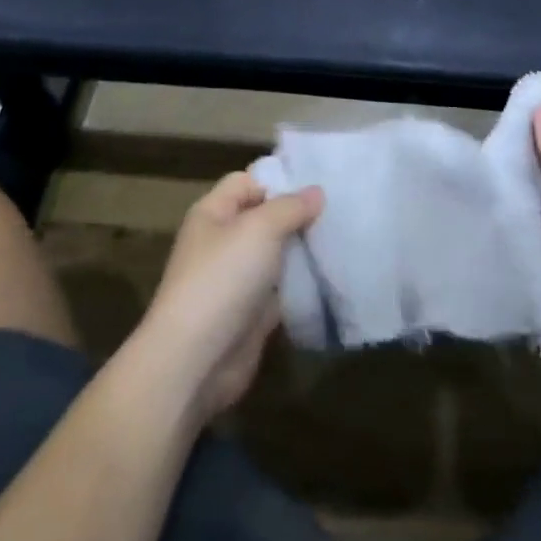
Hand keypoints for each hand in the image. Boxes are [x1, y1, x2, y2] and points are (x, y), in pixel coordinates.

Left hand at [136, 171, 322, 421]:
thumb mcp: (260, 229)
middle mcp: (223, 241)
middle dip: (299, 214)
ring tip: (345, 236)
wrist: (195, 361)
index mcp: (213, 213)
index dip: (280, 179)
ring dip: (305, 249)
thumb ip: (290, 207)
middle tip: (342, 208)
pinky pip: (283, 288)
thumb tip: (317, 191)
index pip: (249, 182)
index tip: (321, 182)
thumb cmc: (222, 278)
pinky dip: (304, 283)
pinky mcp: (252, 312)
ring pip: (277, 253)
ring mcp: (238, 278)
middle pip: (266, 217)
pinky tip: (334, 273)